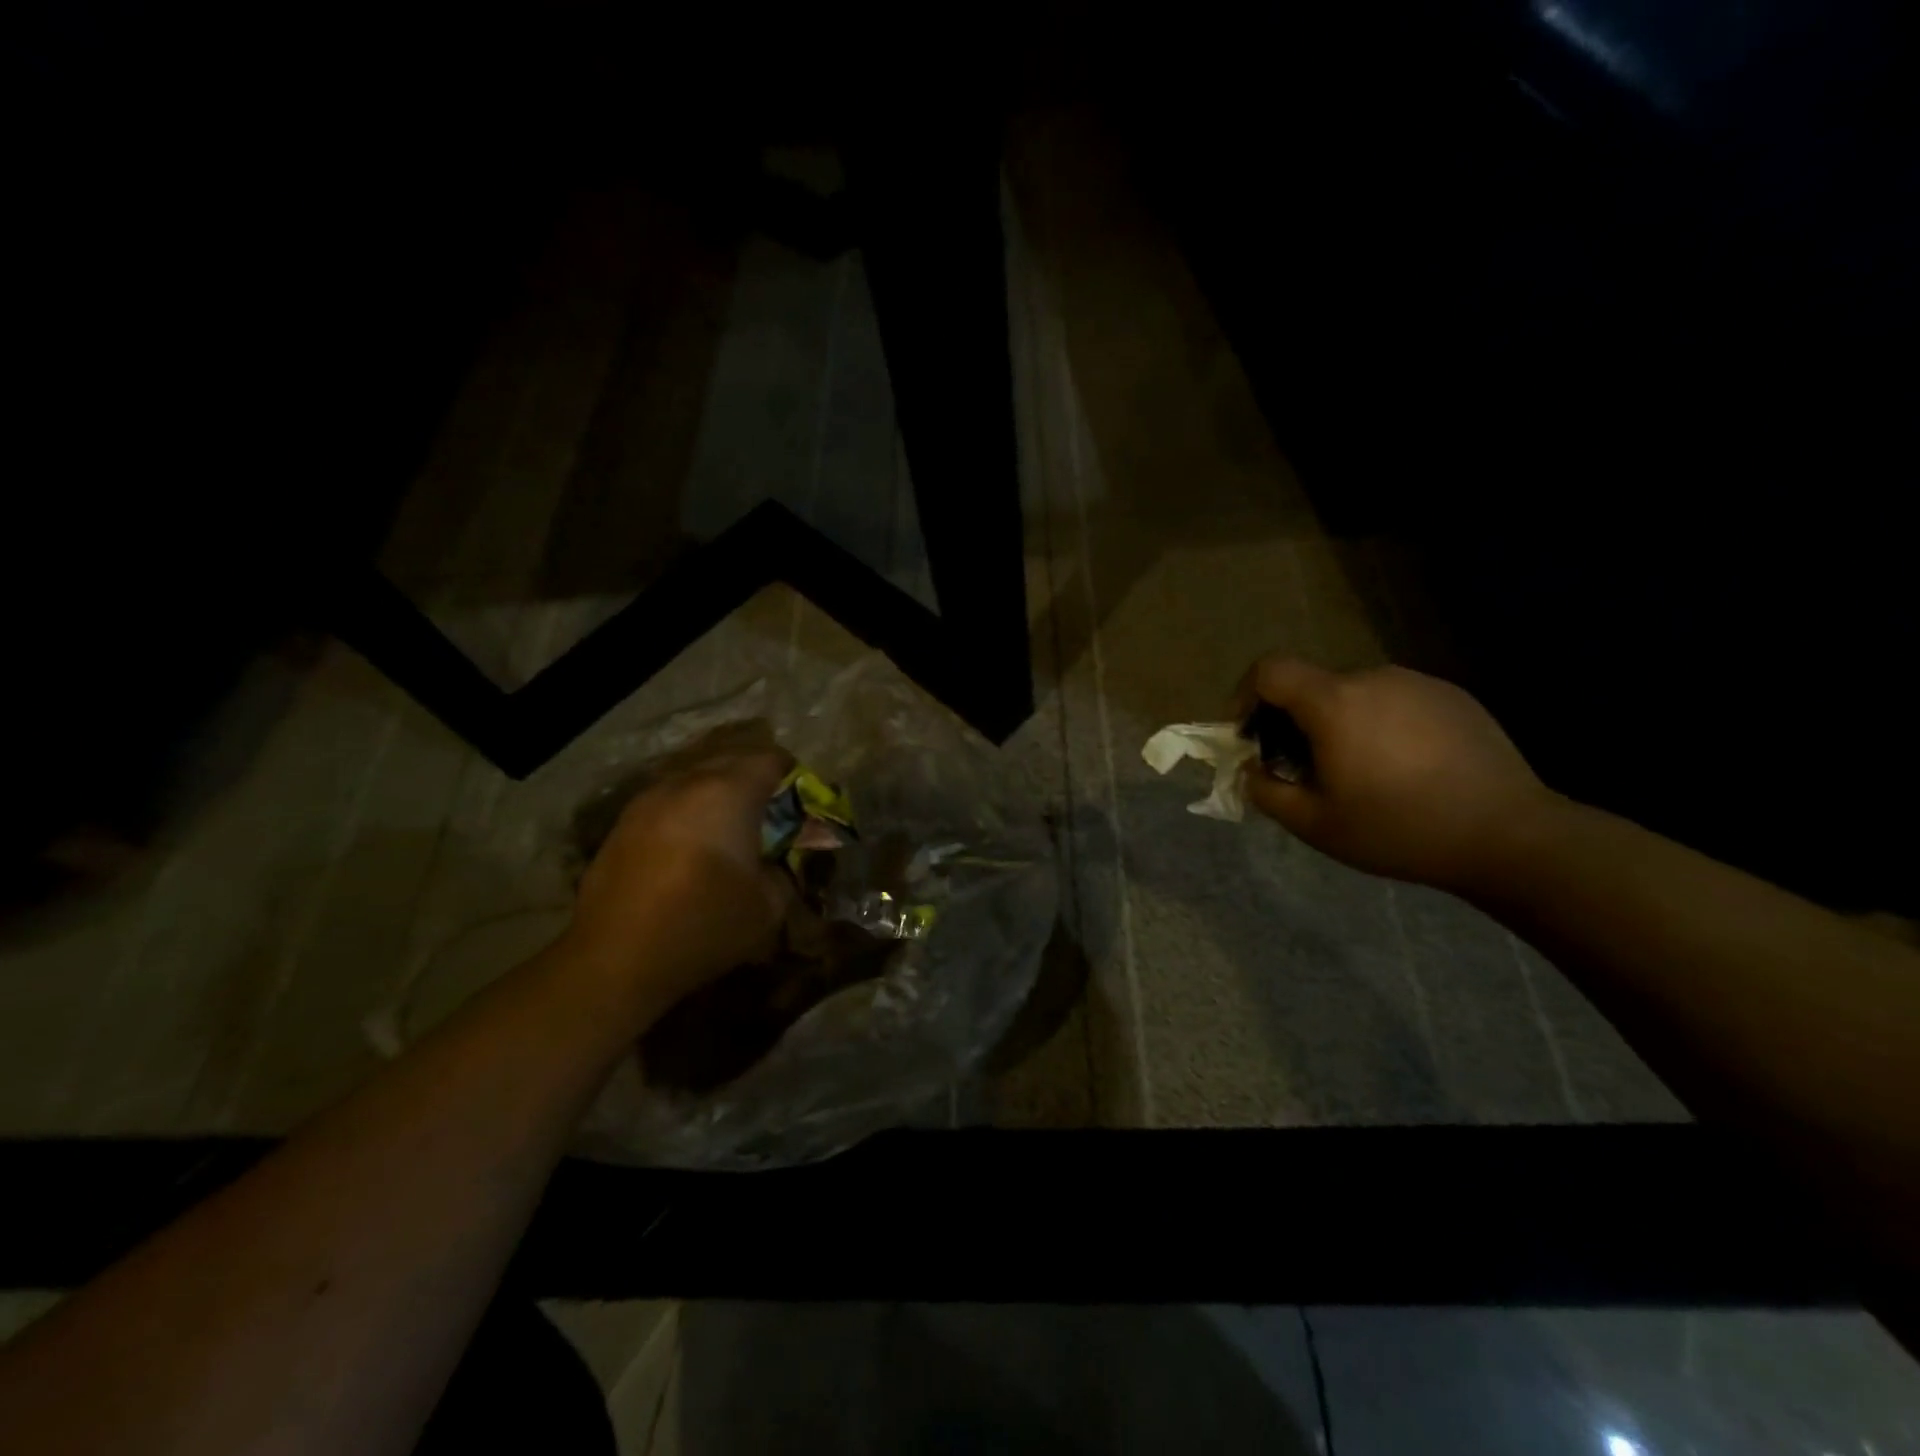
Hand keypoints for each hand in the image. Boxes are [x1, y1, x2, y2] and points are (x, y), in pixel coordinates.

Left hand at [566, 747, 795, 1012]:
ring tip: (729, 828)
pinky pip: (669, 799)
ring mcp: (649, 799)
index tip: (801, 803)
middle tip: (771, 814)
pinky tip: (691, 844)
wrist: (616, 958)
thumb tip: (779, 860)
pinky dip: (688, 810)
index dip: (793, 777)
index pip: (771, 760)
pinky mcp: (624, 822)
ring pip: (695, 776)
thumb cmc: (704, 926)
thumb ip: (785, 871)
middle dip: (756, 780)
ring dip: (718, 793)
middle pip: (731, 759)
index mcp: (728, 793)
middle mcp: (686, 783)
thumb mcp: (769, 906)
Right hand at [1236, 657, 1559, 893]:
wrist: (1509, 835)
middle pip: (1312, 686)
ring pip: (1355, 695)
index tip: (1248, 735)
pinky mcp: (1453, 697)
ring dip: (1339, 724)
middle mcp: (1373, 678)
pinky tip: (1403, 769)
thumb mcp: (1314, 824)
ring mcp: (1418, 684)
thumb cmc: (1398, 829)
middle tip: (1303, 769)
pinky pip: (1395, 701)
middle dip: (1293, 721)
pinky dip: (1380, 725)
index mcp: (1334, 702)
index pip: (1270, 670)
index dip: (1245, 695)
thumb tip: (1250, 770)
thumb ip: (1266, 792)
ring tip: (1359, 773)